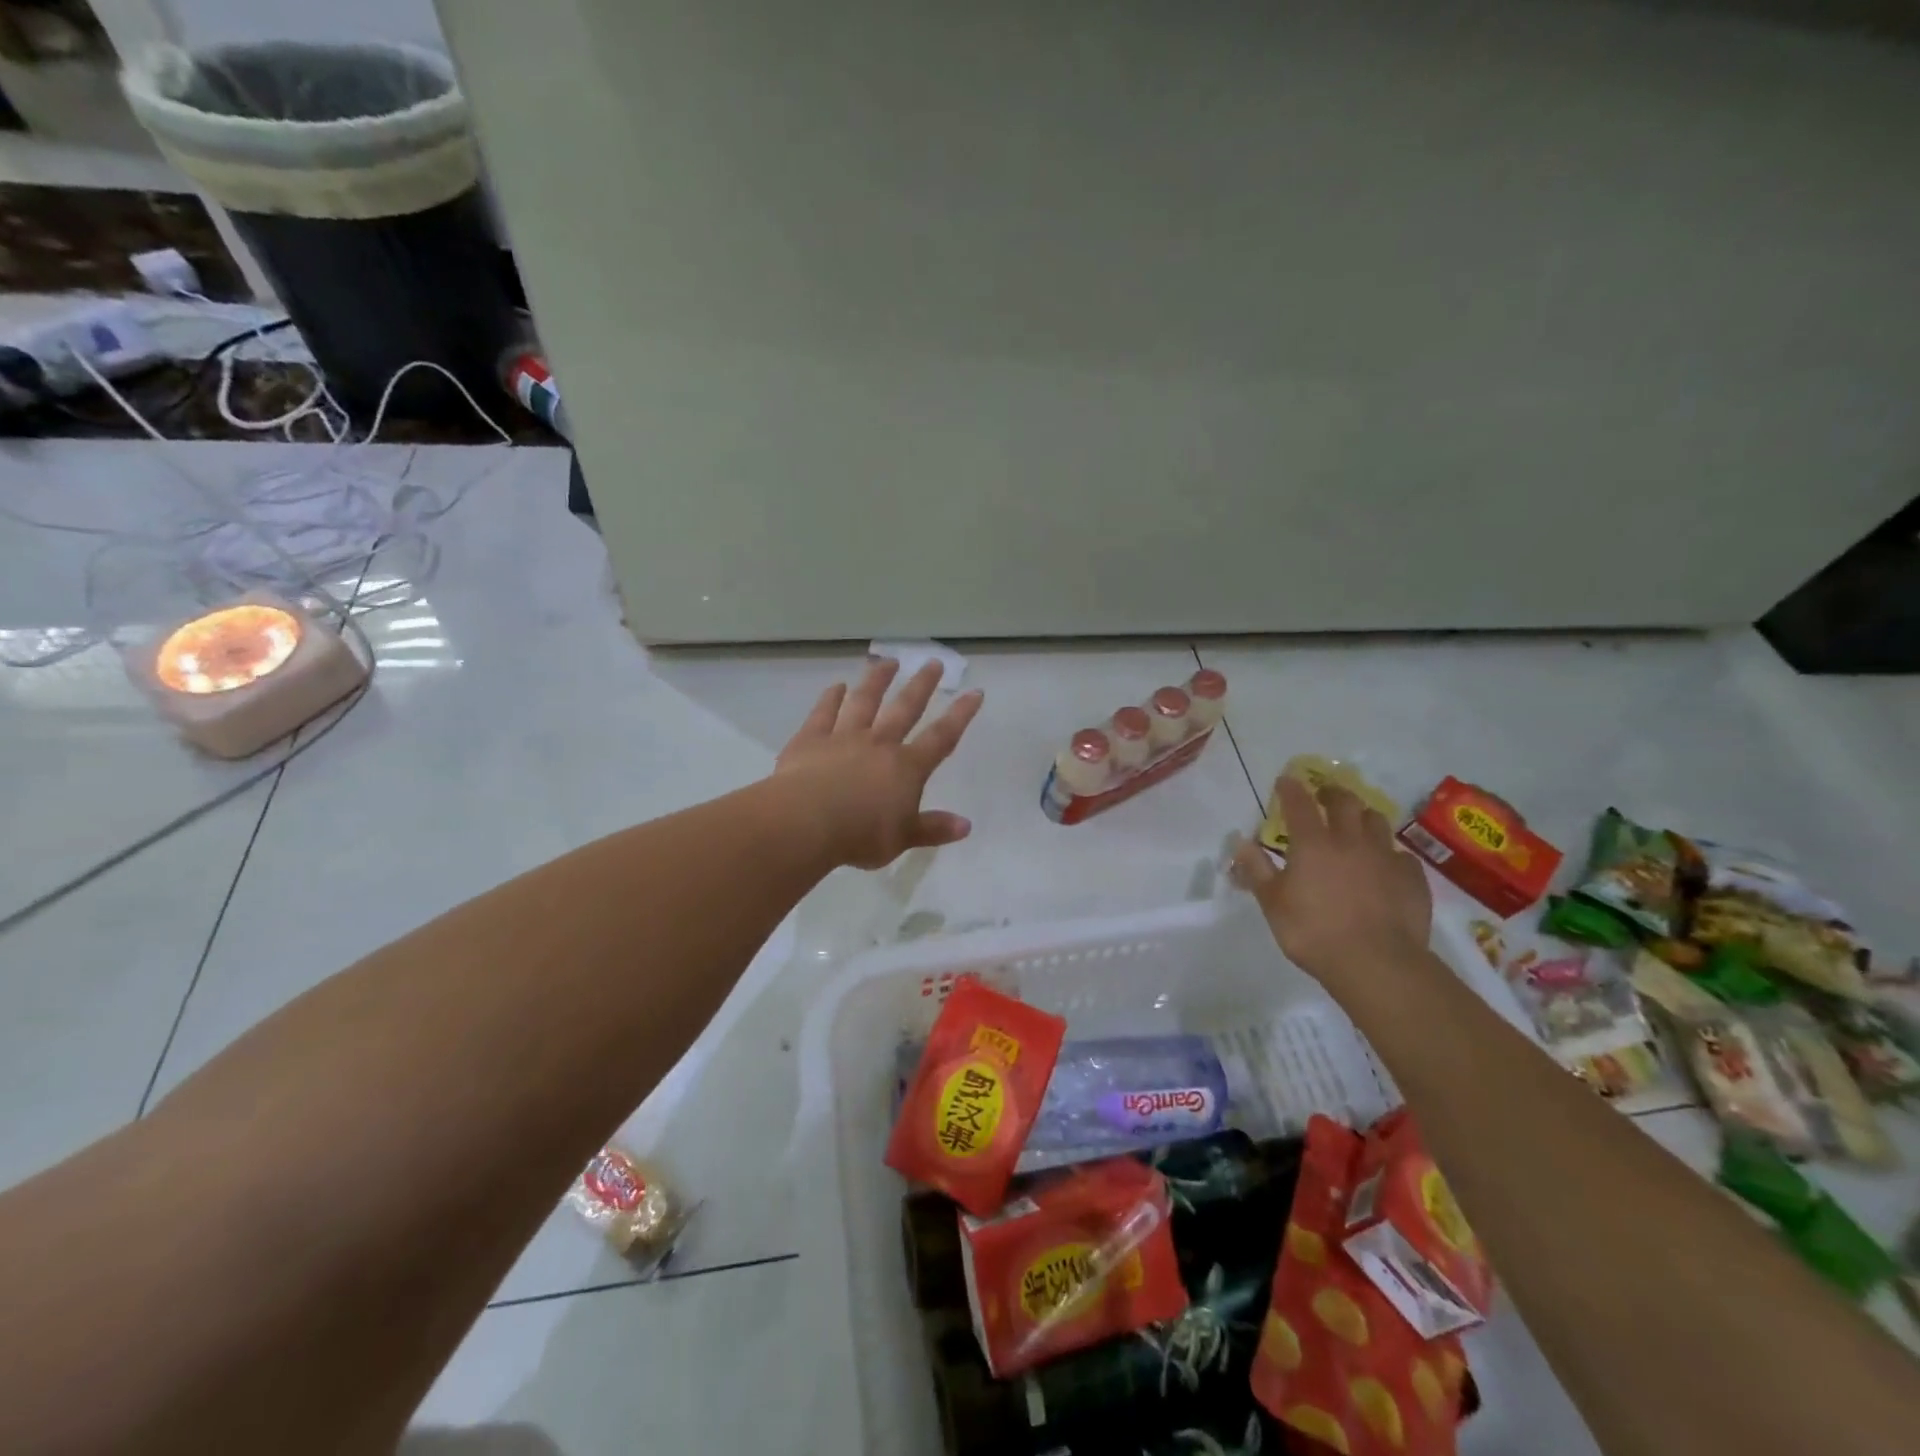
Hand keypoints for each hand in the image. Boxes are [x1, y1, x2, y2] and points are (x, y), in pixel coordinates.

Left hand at [774, 658, 984, 869]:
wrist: (806, 822)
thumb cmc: (860, 835)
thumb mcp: (902, 839)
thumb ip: (932, 829)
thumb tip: (966, 825)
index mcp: (906, 768)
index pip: (941, 737)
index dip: (960, 715)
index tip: (974, 692)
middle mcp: (879, 744)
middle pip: (904, 708)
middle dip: (921, 685)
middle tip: (932, 662)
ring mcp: (843, 737)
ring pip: (864, 701)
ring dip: (877, 680)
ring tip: (887, 661)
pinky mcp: (810, 739)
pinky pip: (823, 713)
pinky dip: (831, 698)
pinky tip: (837, 686)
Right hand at [1231, 776, 1431, 987]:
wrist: (1377, 963)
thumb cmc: (1313, 932)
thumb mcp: (1272, 903)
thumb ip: (1256, 869)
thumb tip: (1238, 840)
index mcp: (1312, 843)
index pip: (1299, 804)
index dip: (1290, 789)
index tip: (1285, 780)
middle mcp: (1350, 840)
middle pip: (1345, 802)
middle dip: (1332, 793)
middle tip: (1325, 795)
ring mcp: (1385, 857)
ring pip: (1376, 821)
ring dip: (1363, 816)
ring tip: (1357, 823)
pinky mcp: (1412, 878)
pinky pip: (1400, 855)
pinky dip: (1389, 854)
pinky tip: (1385, 866)